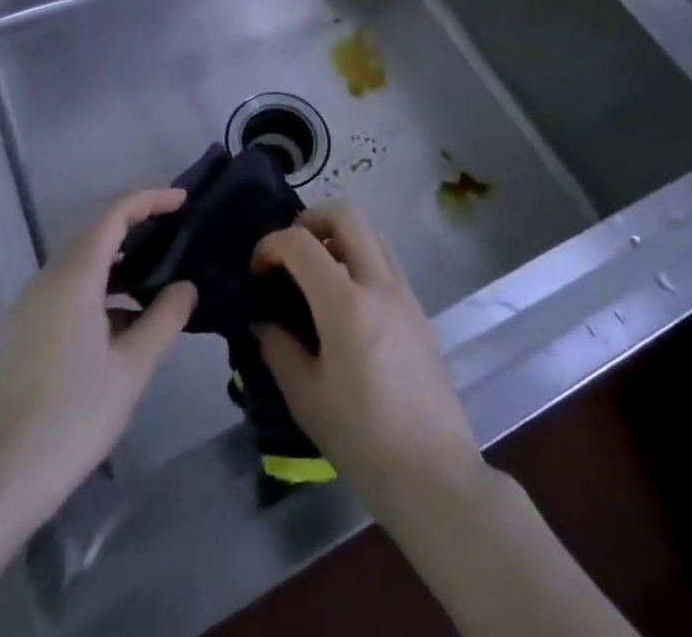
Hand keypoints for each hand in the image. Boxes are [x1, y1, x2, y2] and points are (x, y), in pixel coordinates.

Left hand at [0, 189, 196, 524]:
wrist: (0, 478)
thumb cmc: (73, 417)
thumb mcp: (132, 368)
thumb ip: (165, 318)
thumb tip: (186, 287)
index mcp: (74, 277)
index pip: (114, 214)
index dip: (149, 199)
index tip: (183, 200)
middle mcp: (47, 279)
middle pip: (95, 233)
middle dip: (136, 226)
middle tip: (176, 234)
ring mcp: (29, 304)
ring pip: (80, 263)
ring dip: (118, 261)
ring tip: (157, 278)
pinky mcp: (23, 329)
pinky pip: (67, 289)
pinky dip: (99, 288)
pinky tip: (123, 321)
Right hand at [251, 202, 488, 527]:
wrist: (435, 476)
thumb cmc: (363, 442)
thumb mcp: (306, 399)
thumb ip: (278, 349)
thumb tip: (262, 320)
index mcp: (347, 305)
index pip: (301, 243)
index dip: (270, 245)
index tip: (256, 271)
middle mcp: (379, 285)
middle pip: (346, 215)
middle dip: (309, 219)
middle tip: (289, 252)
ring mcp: (405, 294)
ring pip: (371, 231)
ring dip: (339, 234)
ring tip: (315, 271)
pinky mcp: (419, 310)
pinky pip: (386, 260)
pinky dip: (360, 257)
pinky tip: (344, 299)